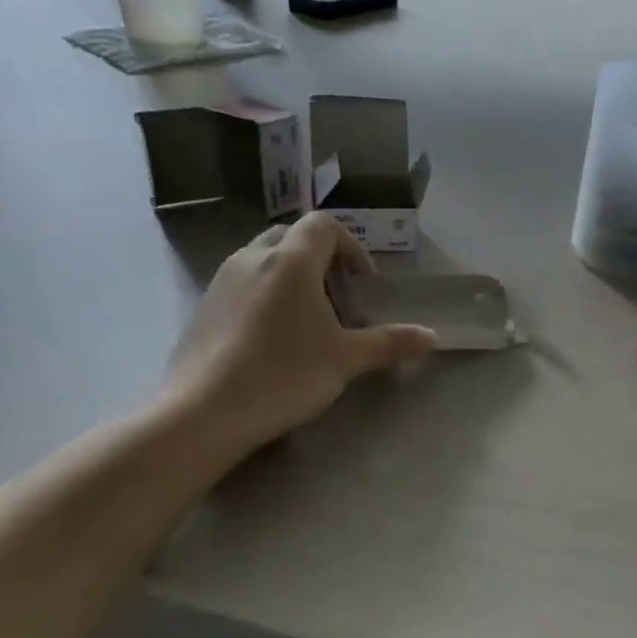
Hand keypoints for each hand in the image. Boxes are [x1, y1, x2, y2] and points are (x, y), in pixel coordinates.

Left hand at [161, 214, 437, 458]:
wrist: (203, 412)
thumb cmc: (283, 375)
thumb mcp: (345, 360)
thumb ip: (390, 343)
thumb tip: (433, 337)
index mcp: (291, 260)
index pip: (325, 225)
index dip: (351, 247)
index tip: (362, 285)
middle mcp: (254, 257)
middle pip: (293, 237)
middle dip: (321, 260)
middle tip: (337, 300)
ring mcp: (223, 279)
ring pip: (265, 258)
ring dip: (292, 276)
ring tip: (306, 321)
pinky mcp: (204, 304)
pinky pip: (243, 281)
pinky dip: (265, 293)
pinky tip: (271, 339)